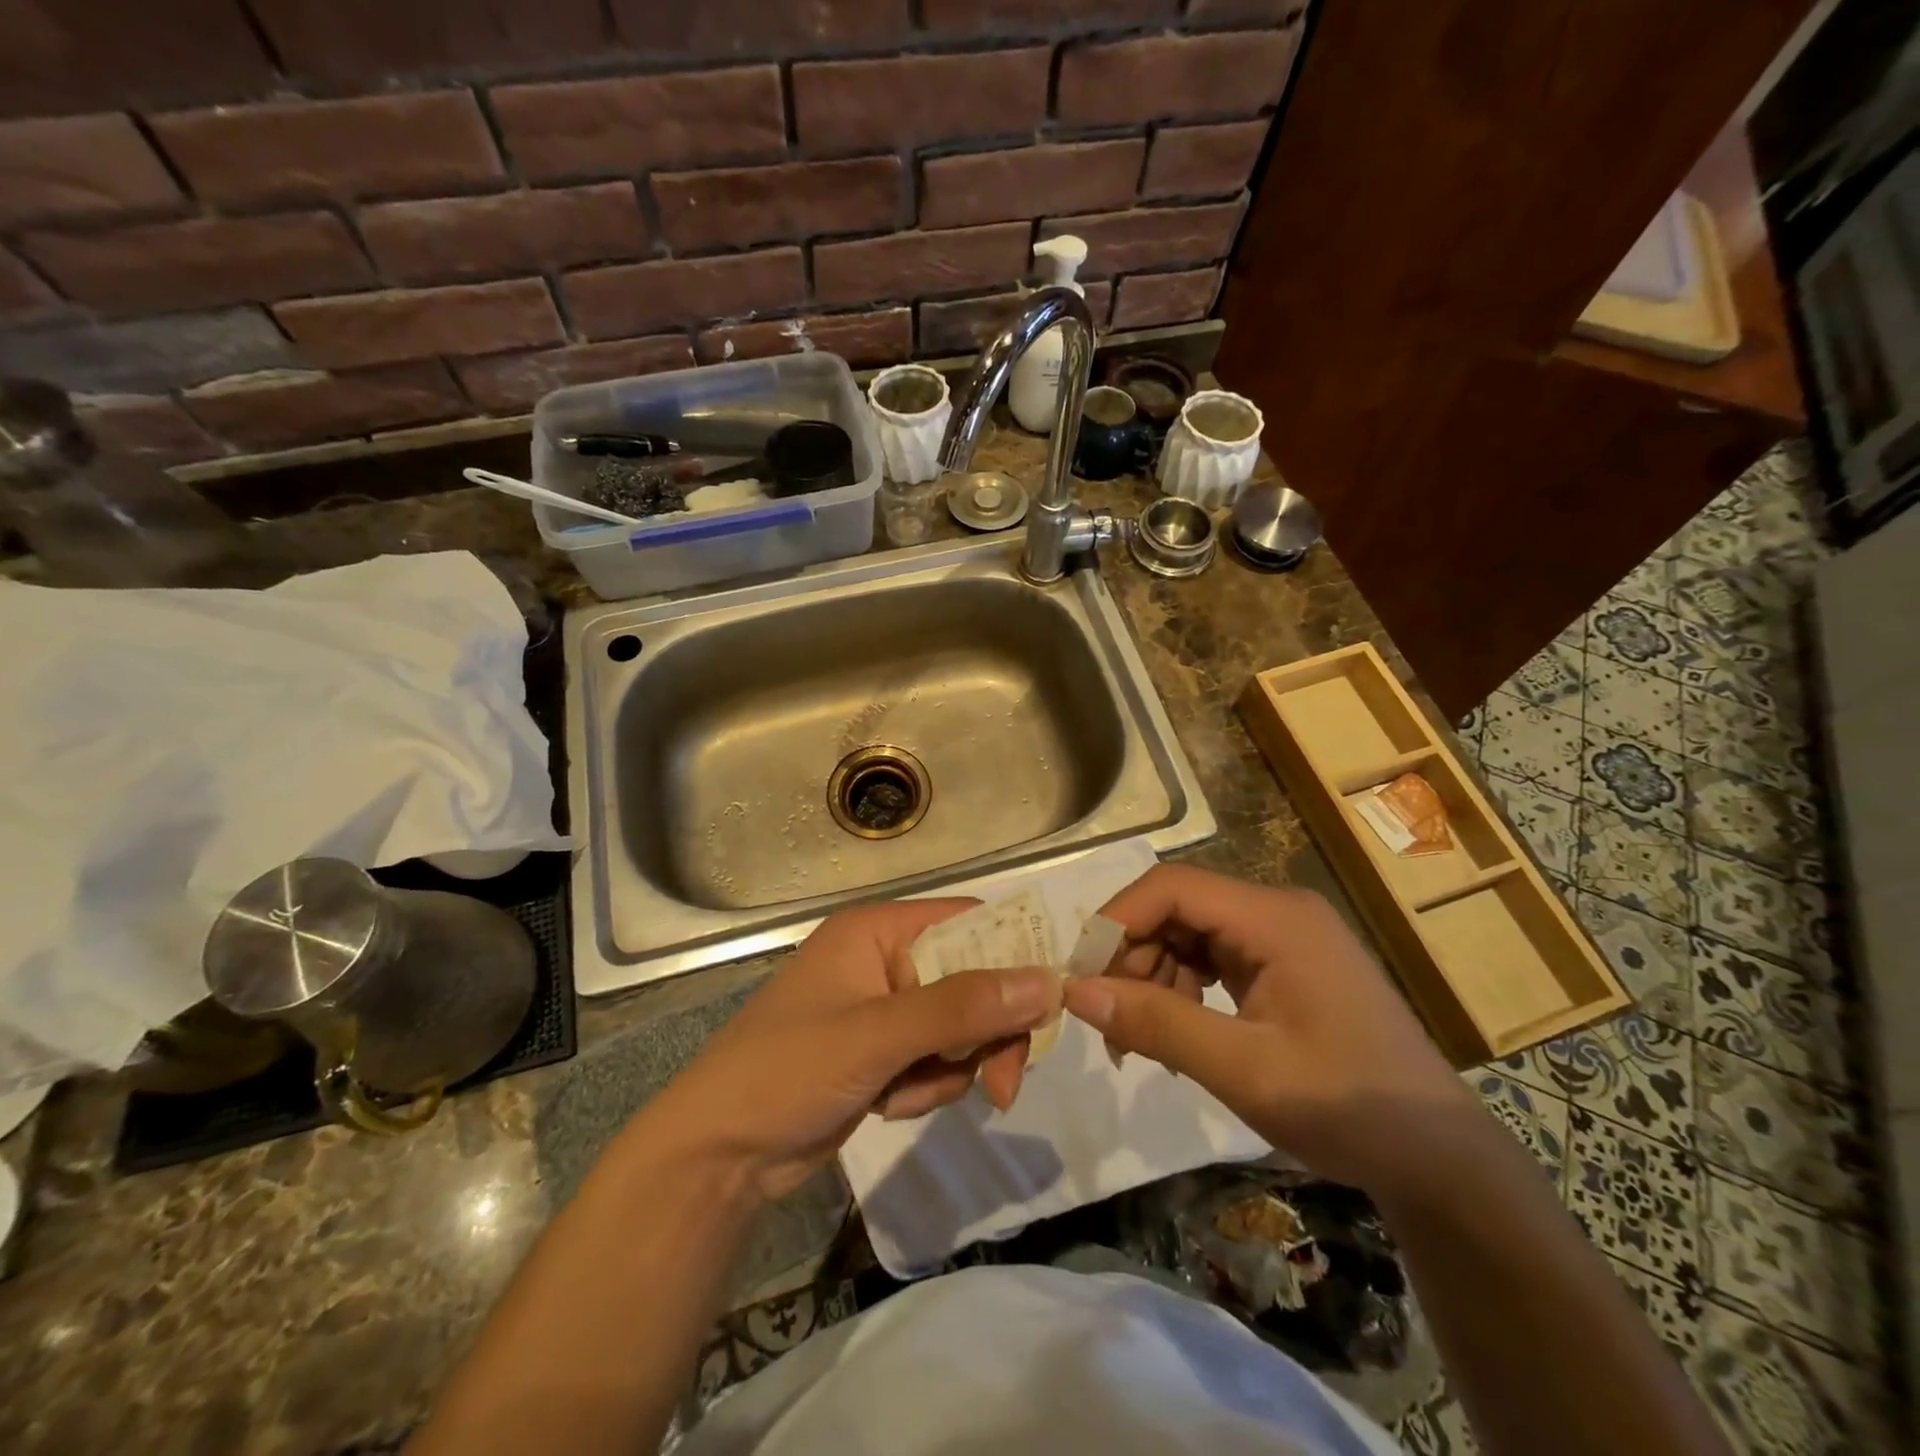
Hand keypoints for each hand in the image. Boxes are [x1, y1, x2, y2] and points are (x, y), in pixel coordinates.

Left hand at [643, 899, 1060, 1201]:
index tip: (1048, 1005)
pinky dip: (924, 1089)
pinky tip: (885, 1105)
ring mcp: (885, 1010)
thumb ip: (961, 1007)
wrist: (718, 1156)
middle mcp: (885, 960)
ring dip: (946, 1070)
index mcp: (878, 930)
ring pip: (960, 1029)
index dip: (1013, 956)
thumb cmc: (787, 1071)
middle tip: (999, 1085)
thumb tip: (1046, 981)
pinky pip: (936, 1061)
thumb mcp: (877, 1036)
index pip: (969, 923)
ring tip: (900, 1094)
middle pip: (972, 981)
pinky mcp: (883, 1054)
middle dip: (982, 1035)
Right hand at [1061, 864, 1474, 1195]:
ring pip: (1189, 933)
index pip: (1171, 887)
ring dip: (1154, 978)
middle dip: (1133, 957)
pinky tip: (1180, 1036)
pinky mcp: (1284, 964)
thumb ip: (1158, 1024)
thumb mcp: (1245, 1070)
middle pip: (1177, 907)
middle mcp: (1277, 911)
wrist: (1440, 1159)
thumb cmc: (1347, 1108)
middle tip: (1112, 1022)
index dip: (1117, 921)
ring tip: (1144, 1042)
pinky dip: (1183, 990)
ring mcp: (1283, 937)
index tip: (1083, 977)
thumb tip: (1075, 991)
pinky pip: (1212, 957)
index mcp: (1275, 918)